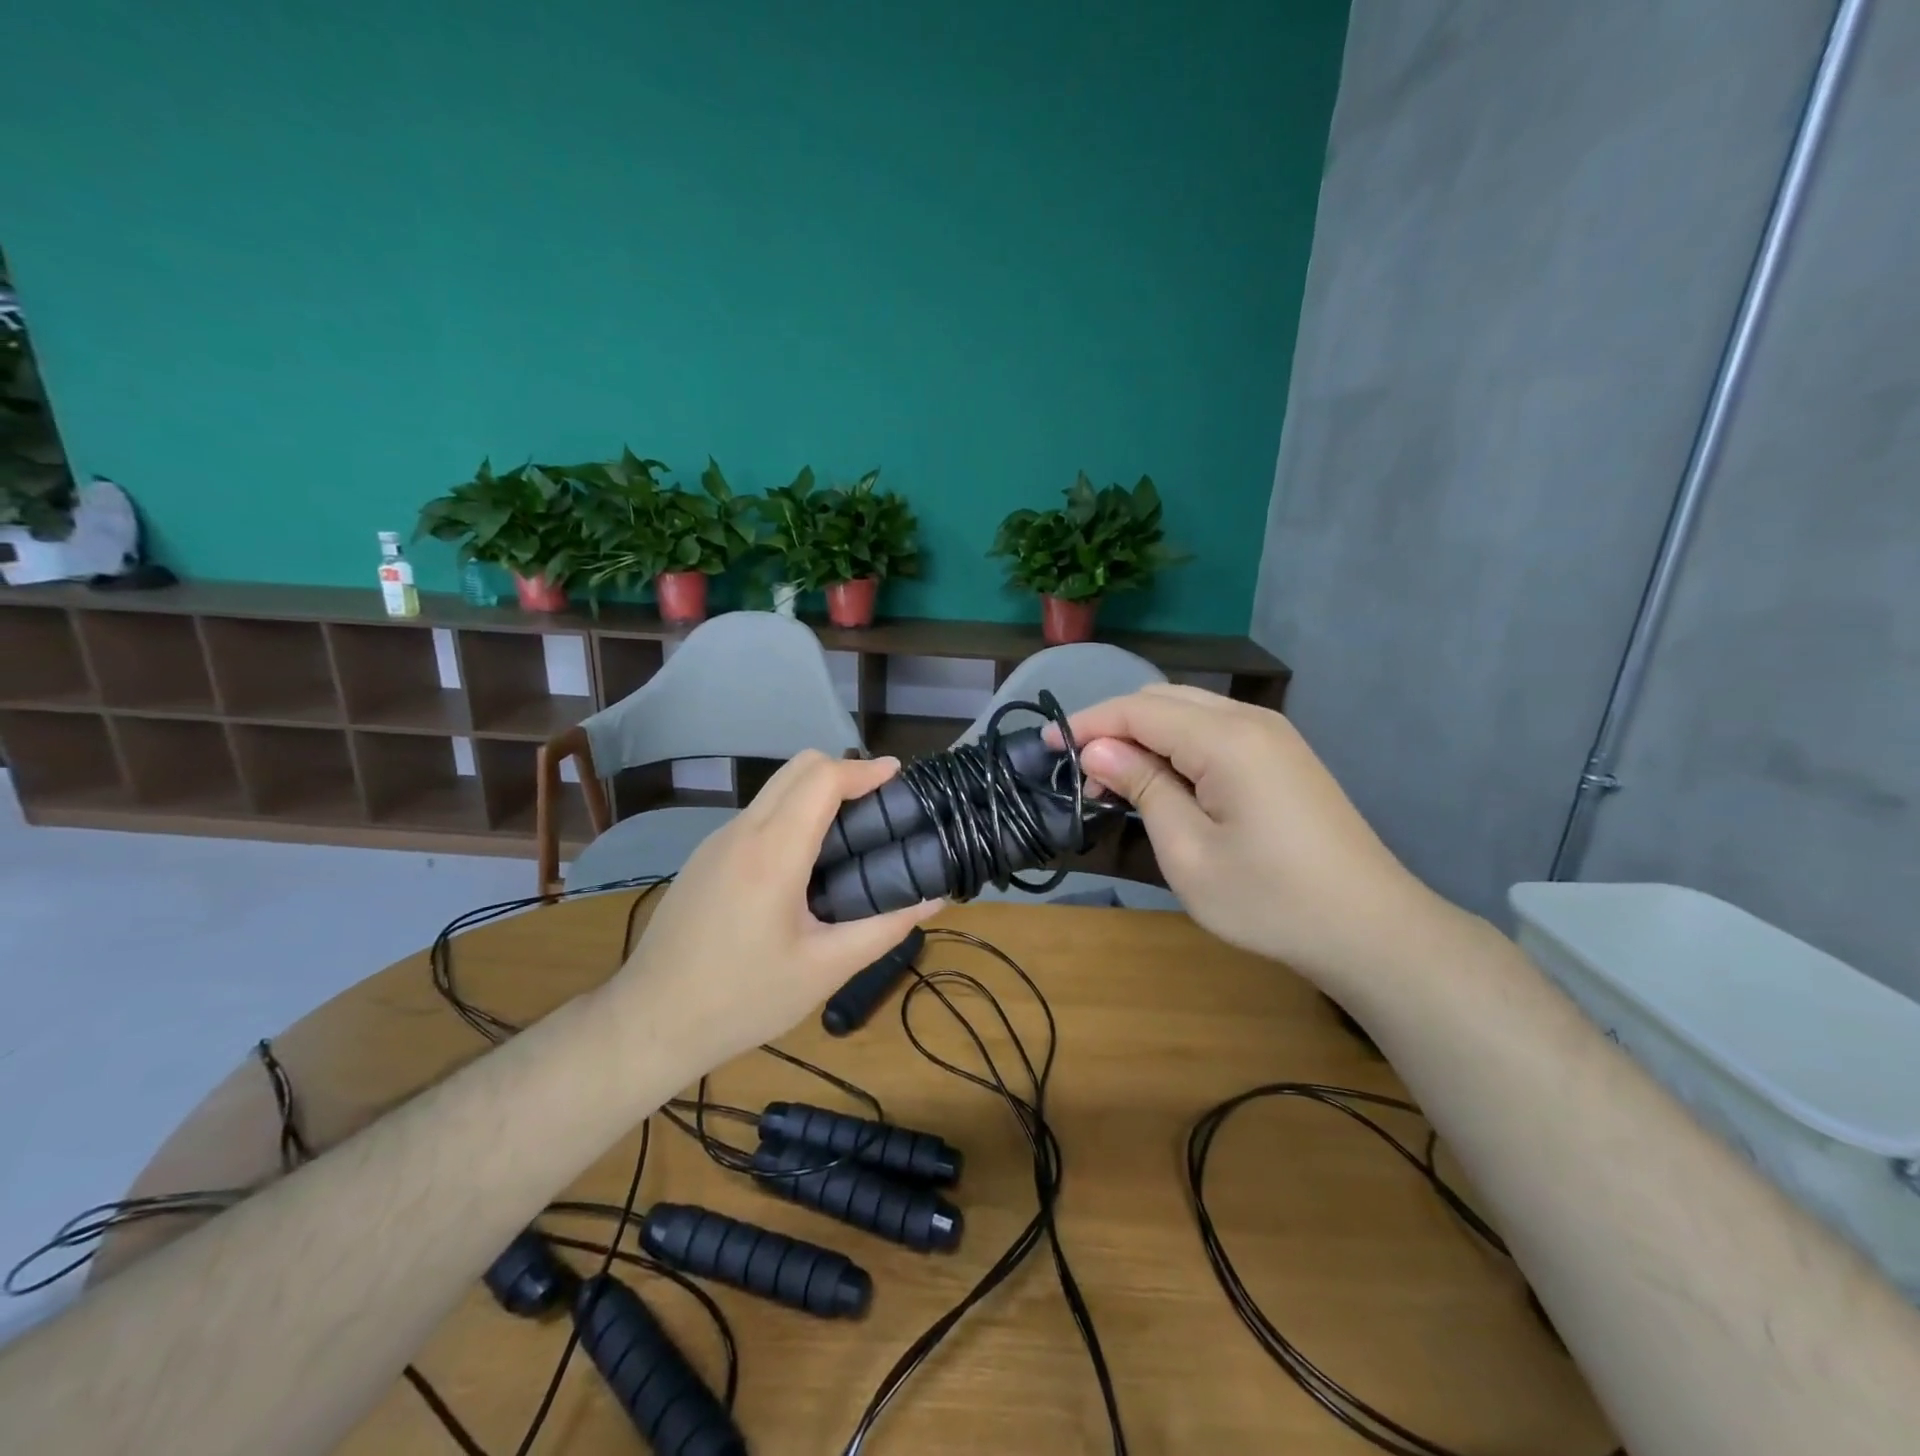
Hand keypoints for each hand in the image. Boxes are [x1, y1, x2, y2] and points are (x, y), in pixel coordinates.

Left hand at [609, 752, 943, 1072]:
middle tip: (880, 806)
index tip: (898, 777)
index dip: (864, 770)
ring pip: (774, 790)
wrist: (648, 1023)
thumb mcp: (825, 969)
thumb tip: (933, 898)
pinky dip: (791, 815)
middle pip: (797, 769)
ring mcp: (716, 842)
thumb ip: (884, 928)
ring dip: (816, 793)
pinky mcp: (704, 858)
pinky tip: (805, 864)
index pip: (821, 778)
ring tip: (851, 836)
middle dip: (843, 772)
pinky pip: (757, 816)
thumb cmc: (743, 999)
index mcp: (772, 853)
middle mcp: (741, 832)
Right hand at [1062, 685, 1439, 980]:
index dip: (1087, 723)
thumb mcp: (1188, 852)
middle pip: (1163, 700)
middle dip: (1114, 726)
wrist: (1371, 929)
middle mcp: (1251, 720)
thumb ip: (1143, 788)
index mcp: (1226, 740)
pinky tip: (1164, 780)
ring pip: (1189, 710)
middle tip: (1082, 772)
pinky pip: (1214, 730)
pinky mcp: (1283, 755)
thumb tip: (1097, 748)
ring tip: (1116, 779)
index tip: (1047, 746)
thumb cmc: (1270, 899)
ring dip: (1145, 734)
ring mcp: (1273, 735)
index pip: (1138, 710)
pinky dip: (1176, 744)